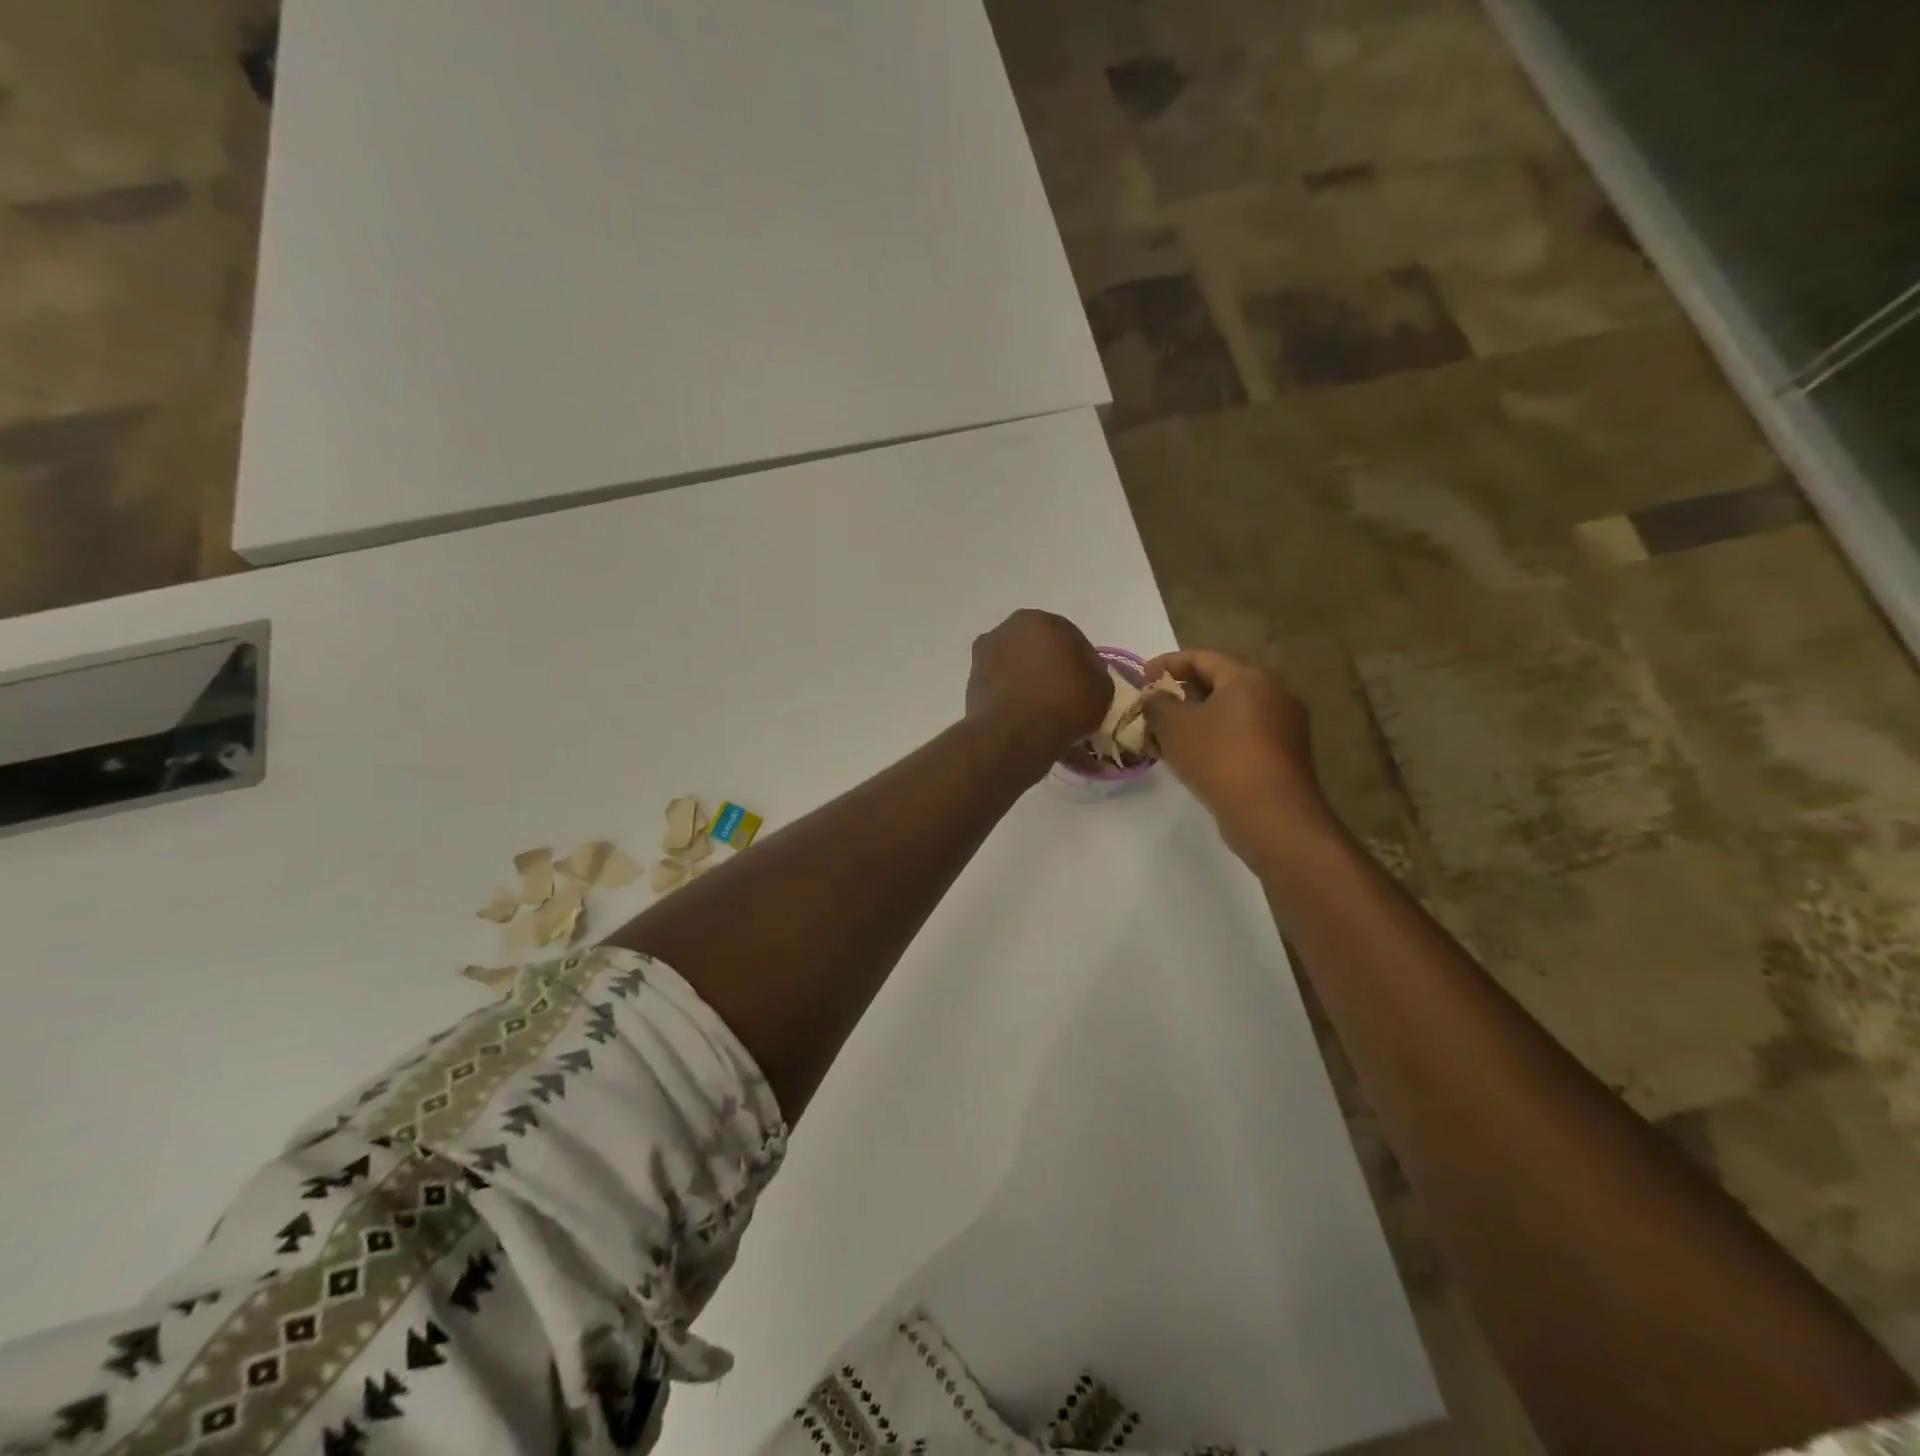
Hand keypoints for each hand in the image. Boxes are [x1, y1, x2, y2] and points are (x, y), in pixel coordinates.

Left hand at [965, 610, 1109, 770]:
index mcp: (1040, 620)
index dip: (1081, 663)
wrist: (1015, 734)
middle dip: (1049, 666)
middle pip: (1038, 648)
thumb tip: (1083, 673)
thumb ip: (1094, 671)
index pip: (1070, 638)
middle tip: (1063, 695)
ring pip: (1016, 666)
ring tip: (1040, 708)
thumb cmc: (1063, 703)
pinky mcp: (971, 682)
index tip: (1086, 685)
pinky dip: (1010, 696)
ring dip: (1027, 680)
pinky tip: (1022, 716)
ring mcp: (984, 655)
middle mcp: (1007, 629)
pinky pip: (1001, 686)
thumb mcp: (1101, 687)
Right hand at [1141, 649, 1335, 861]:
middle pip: (1220, 683)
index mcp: (1247, 677)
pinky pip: (1244, 735)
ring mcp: (1285, 725)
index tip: (1141, 677)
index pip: (1202, 657)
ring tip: (1169, 736)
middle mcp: (1273, 693)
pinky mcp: (1286, 755)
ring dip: (1199, 719)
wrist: (1271, 814)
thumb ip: (1157, 704)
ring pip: (1232, 712)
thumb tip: (1154, 696)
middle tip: (1155, 708)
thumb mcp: (1174, 726)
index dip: (1167, 663)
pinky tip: (1196, 758)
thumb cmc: (1219, 758)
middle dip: (1183, 693)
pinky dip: (1218, 738)